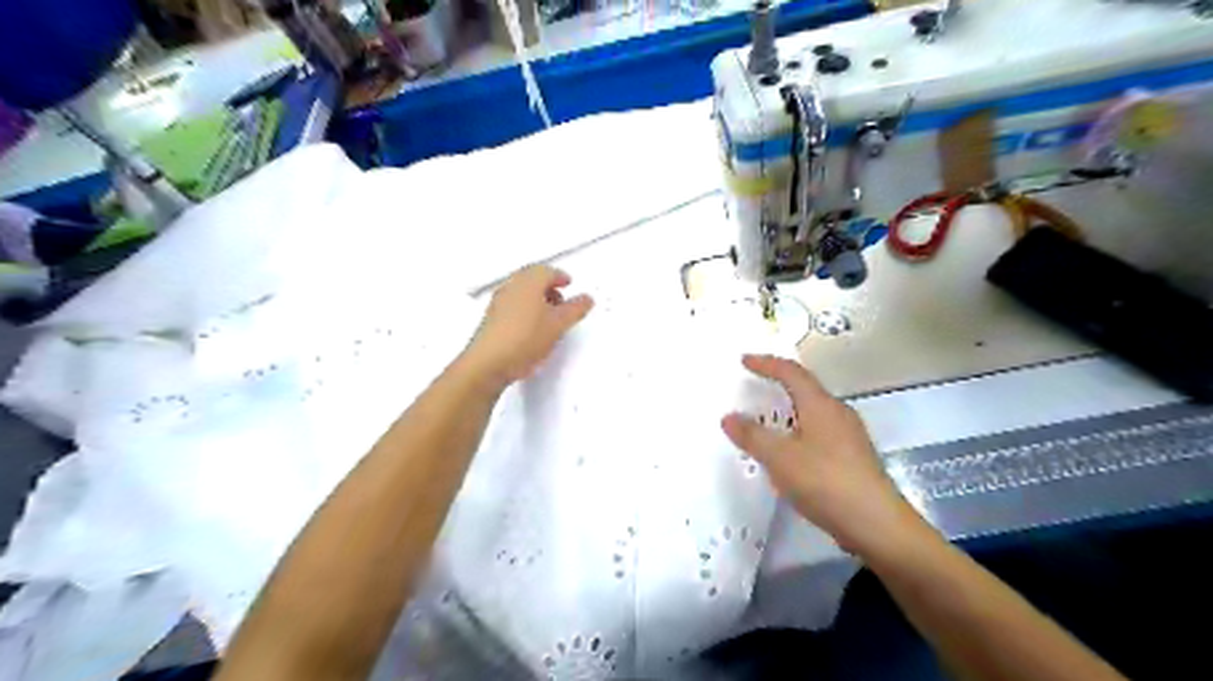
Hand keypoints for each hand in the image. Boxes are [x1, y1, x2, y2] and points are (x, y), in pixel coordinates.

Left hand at [464, 265, 596, 388]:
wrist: (488, 363)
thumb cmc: (527, 338)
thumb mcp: (558, 325)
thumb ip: (575, 309)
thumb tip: (587, 298)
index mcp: (528, 282)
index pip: (546, 271)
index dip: (560, 276)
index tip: (569, 284)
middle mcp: (511, 287)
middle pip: (531, 279)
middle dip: (548, 287)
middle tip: (561, 300)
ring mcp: (498, 303)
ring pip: (521, 293)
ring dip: (536, 299)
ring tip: (550, 316)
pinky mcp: (491, 319)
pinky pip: (512, 305)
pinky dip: (525, 309)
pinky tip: (532, 328)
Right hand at [717, 356, 930, 558]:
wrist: (877, 524)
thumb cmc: (825, 481)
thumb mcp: (780, 458)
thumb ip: (752, 435)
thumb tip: (728, 416)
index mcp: (820, 405)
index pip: (791, 372)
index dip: (767, 364)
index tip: (744, 360)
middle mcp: (838, 413)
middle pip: (806, 389)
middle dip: (780, 385)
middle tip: (755, 387)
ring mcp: (850, 436)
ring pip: (814, 413)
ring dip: (790, 411)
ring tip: (768, 421)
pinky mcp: (854, 458)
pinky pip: (820, 433)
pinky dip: (799, 433)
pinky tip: (791, 454)